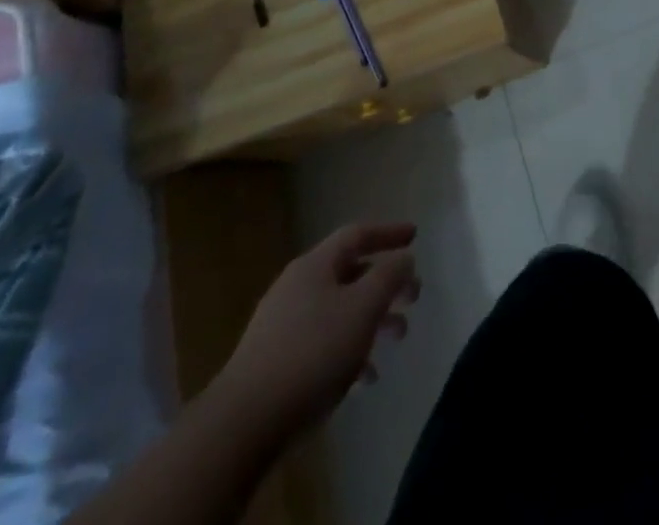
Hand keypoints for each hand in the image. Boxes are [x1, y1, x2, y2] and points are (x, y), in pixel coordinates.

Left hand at [217, 222, 419, 429]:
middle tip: (413, 297)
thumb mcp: (363, 307)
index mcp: (315, 266)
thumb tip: (403, 258)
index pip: (357, 234)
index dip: (388, 233)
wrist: (243, 425)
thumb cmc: (312, 353)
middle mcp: (297, 288)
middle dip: (386, 284)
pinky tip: (364, 378)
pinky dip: (349, 351)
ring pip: (339, 311)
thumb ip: (389, 276)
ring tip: (397, 338)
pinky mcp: (276, 364)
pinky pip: (322, 344)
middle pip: (350, 274)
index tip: (415, 236)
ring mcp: (283, 327)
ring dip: (372, 320)